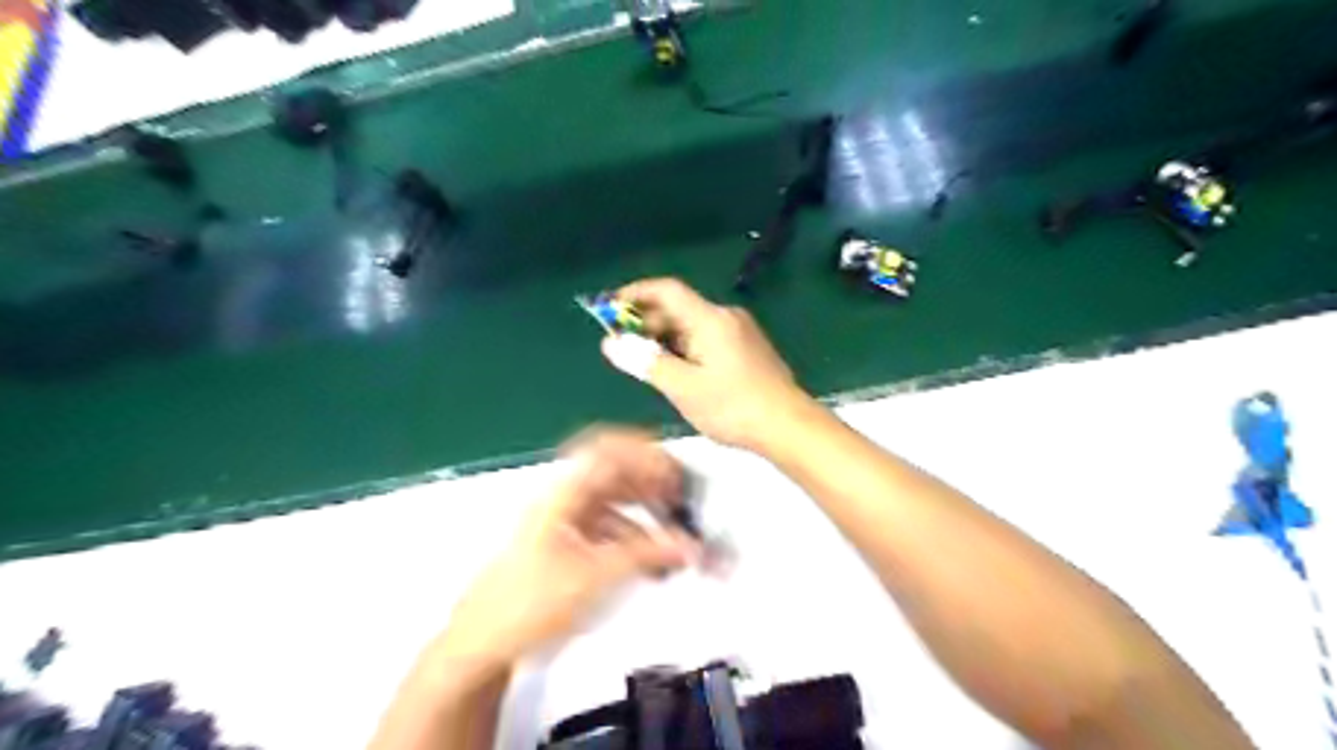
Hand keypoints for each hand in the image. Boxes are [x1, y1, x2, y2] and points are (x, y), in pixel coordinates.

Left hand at [444, 428, 702, 667]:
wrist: (483, 644)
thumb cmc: (528, 604)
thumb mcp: (593, 577)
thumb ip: (646, 555)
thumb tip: (688, 546)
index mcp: (564, 494)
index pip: (606, 449)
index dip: (643, 452)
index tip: (674, 472)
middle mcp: (565, 500)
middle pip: (614, 472)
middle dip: (652, 482)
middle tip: (682, 499)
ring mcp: (566, 521)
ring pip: (615, 501)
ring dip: (647, 511)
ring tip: (675, 532)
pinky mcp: (569, 545)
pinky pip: (610, 527)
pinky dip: (636, 535)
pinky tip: (652, 559)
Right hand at [602, 275, 807, 448]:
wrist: (787, 426)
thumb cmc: (733, 406)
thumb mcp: (683, 387)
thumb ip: (646, 362)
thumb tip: (611, 343)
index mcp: (710, 319)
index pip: (666, 290)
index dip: (635, 293)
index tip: (609, 308)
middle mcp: (726, 316)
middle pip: (679, 308)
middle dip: (647, 322)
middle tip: (622, 346)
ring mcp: (740, 332)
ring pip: (692, 325)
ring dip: (665, 338)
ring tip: (645, 363)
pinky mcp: (748, 348)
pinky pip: (707, 338)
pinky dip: (685, 347)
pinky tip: (677, 371)